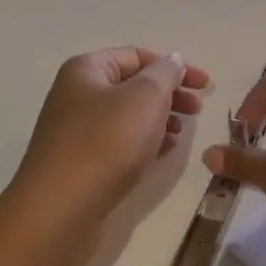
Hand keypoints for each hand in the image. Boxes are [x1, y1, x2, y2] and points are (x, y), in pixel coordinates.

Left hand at [12, 48, 212, 224]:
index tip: (205, 85)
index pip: (137, 55)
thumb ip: (165, 73)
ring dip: (159, 119)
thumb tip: (172, 61)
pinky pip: (120, 143)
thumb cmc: (106, 143)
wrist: (60, 210)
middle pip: (132, 85)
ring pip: (128, 116)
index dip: (175, 66)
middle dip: (168, 94)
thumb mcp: (145, 97)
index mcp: (87, 70)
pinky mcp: (81, 163)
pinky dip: (144, 142)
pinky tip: (163, 153)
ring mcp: (76, 131)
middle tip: (197, 110)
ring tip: (181, 134)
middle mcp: (77, 94)